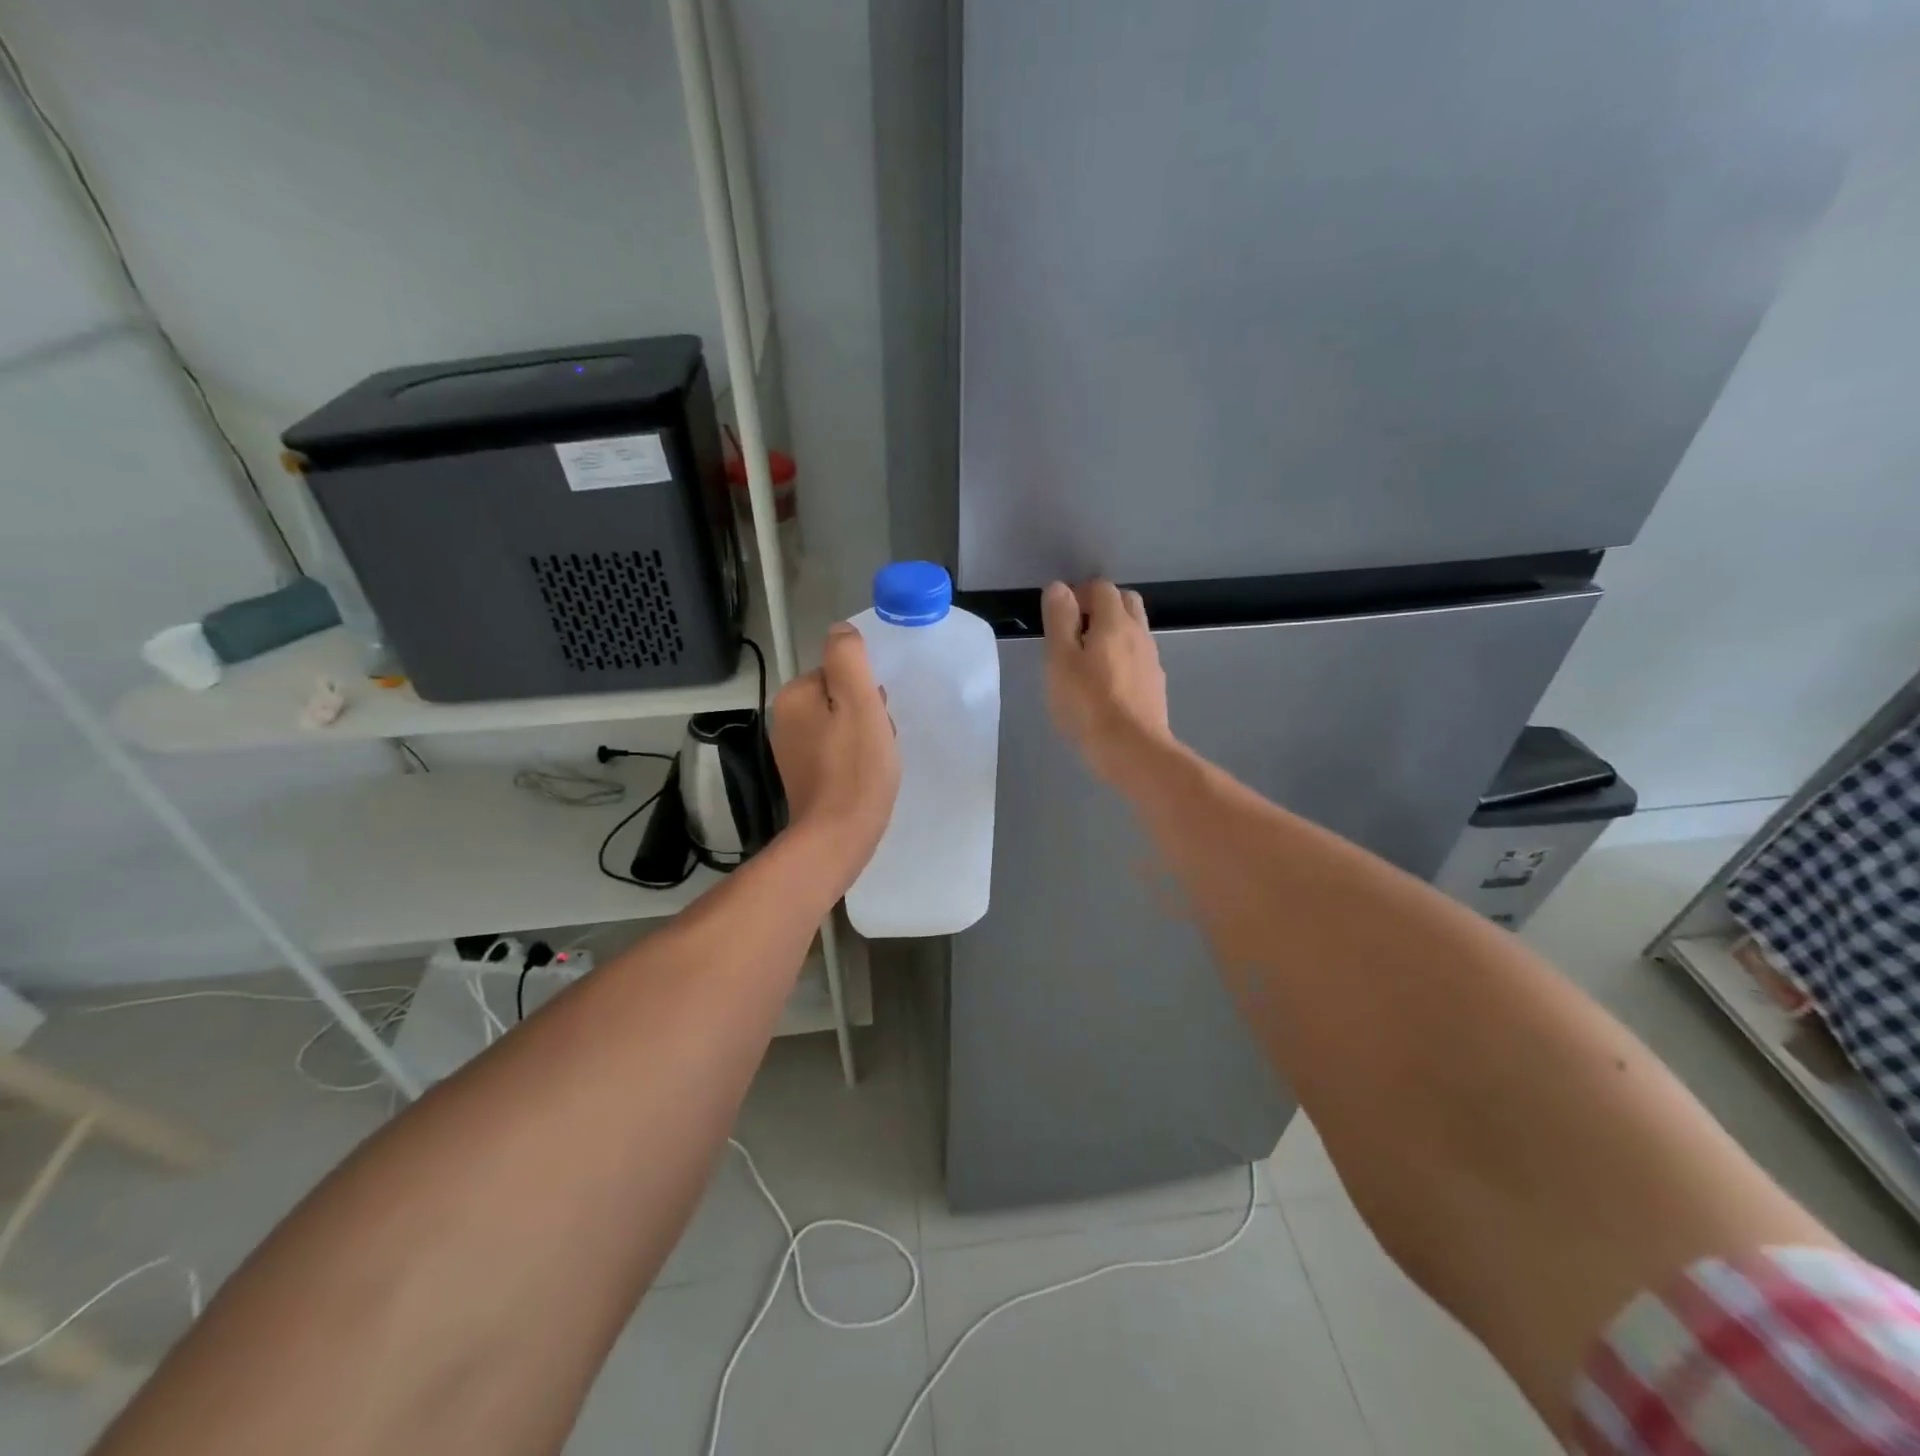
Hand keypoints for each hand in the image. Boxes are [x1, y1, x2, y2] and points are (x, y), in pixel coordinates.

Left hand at [769, 624, 900, 882]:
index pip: (839, 672)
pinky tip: (866, 775)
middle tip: (878, 740)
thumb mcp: (859, 700)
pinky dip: (854, 757)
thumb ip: (848, 657)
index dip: (866, 691)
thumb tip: (841, 630)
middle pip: (840, 698)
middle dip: (866, 713)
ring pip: (841, 725)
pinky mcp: (805, 776)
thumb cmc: (855, 767)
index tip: (877, 716)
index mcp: (794, 696)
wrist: (838, 836)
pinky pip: (836, 751)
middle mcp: (785, 719)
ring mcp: (793, 750)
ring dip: (864, 735)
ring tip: (876, 760)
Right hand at [1041, 579, 1171, 782]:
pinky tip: (1106, 684)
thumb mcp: (1060, 660)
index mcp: (1115, 622)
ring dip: (1113, 633)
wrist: (1133, 750)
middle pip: (1125, 602)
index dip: (1079, 594)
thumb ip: (1059, 620)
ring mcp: (1151, 660)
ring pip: (1134, 630)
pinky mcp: (1155, 685)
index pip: (1101, 587)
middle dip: (1101, 607)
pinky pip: (1138, 657)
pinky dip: (1123, 657)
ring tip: (1088, 660)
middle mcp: (1139, 633)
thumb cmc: (1088, 704)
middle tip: (1075, 633)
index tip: (1060, 617)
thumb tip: (1059, 588)